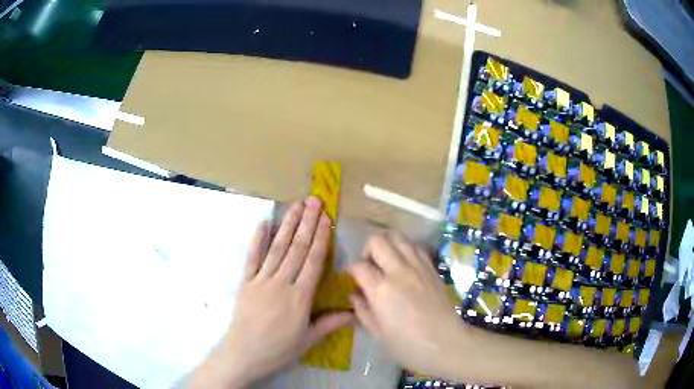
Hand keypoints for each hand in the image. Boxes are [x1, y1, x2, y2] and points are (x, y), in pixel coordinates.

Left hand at [186, 198, 354, 387]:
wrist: (243, 354)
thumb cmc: (278, 349)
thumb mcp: (308, 340)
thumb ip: (330, 323)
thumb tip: (355, 313)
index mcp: (300, 297)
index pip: (313, 262)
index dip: (320, 238)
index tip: (326, 218)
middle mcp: (281, 283)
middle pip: (296, 249)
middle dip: (307, 223)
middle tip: (314, 201)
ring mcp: (261, 280)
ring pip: (277, 248)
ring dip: (287, 225)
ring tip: (296, 206)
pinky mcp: (245, 282)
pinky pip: (252, 257)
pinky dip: (257, 239)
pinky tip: (263, 222)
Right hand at [348, 232, 465, 377]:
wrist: (445, 343)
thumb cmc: (407, 345)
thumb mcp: (377, 333)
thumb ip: (362, 310)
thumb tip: (354, 294)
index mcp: (381, 289)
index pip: (358, 264)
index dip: (350, 269)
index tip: (350, 277)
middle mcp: (399, 271)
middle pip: (377, 240)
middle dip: (367, 250)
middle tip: (369, 267)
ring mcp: (418, 267)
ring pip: (398, 236)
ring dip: (387, 245)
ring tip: (386, 263)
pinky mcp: (432, 268)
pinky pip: (415, 246)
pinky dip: (405, 249)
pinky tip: (404, 265)